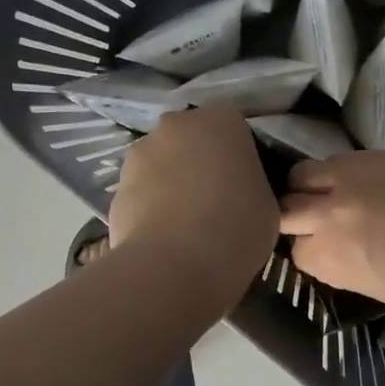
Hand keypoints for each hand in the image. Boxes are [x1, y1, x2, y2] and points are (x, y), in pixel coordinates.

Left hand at [108, 108, 278, 306]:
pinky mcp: (115, 185)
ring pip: (162, 164)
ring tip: (185, 225)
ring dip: (171, 184)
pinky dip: (150, 208)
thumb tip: (240, 191)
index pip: (236, 131)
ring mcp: (140, 152)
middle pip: (192, 141)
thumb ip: (253, 185)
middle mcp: (178, 124)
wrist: (175, 264)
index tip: (245, 188)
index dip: (240, 160)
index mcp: (223, 121)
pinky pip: (141, 192)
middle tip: (216, 203)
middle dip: (200, 164)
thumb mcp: (268, 206)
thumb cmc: (236, 228)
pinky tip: (163, 238)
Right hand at [278, 150, 384, 326]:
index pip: (296, 249)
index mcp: (334, 253)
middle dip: (296, 216)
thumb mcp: (383, 289)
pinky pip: (346, 159)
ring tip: (339, 198)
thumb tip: (332, 249)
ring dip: (313, 187)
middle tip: (321, 224)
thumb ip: (345, 264)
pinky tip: (370, 186)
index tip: (327, 256)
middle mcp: (335, 208)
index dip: (310, 253)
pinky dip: (346, 173)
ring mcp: (359, 174)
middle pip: (287, 204)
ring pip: (307, 172)